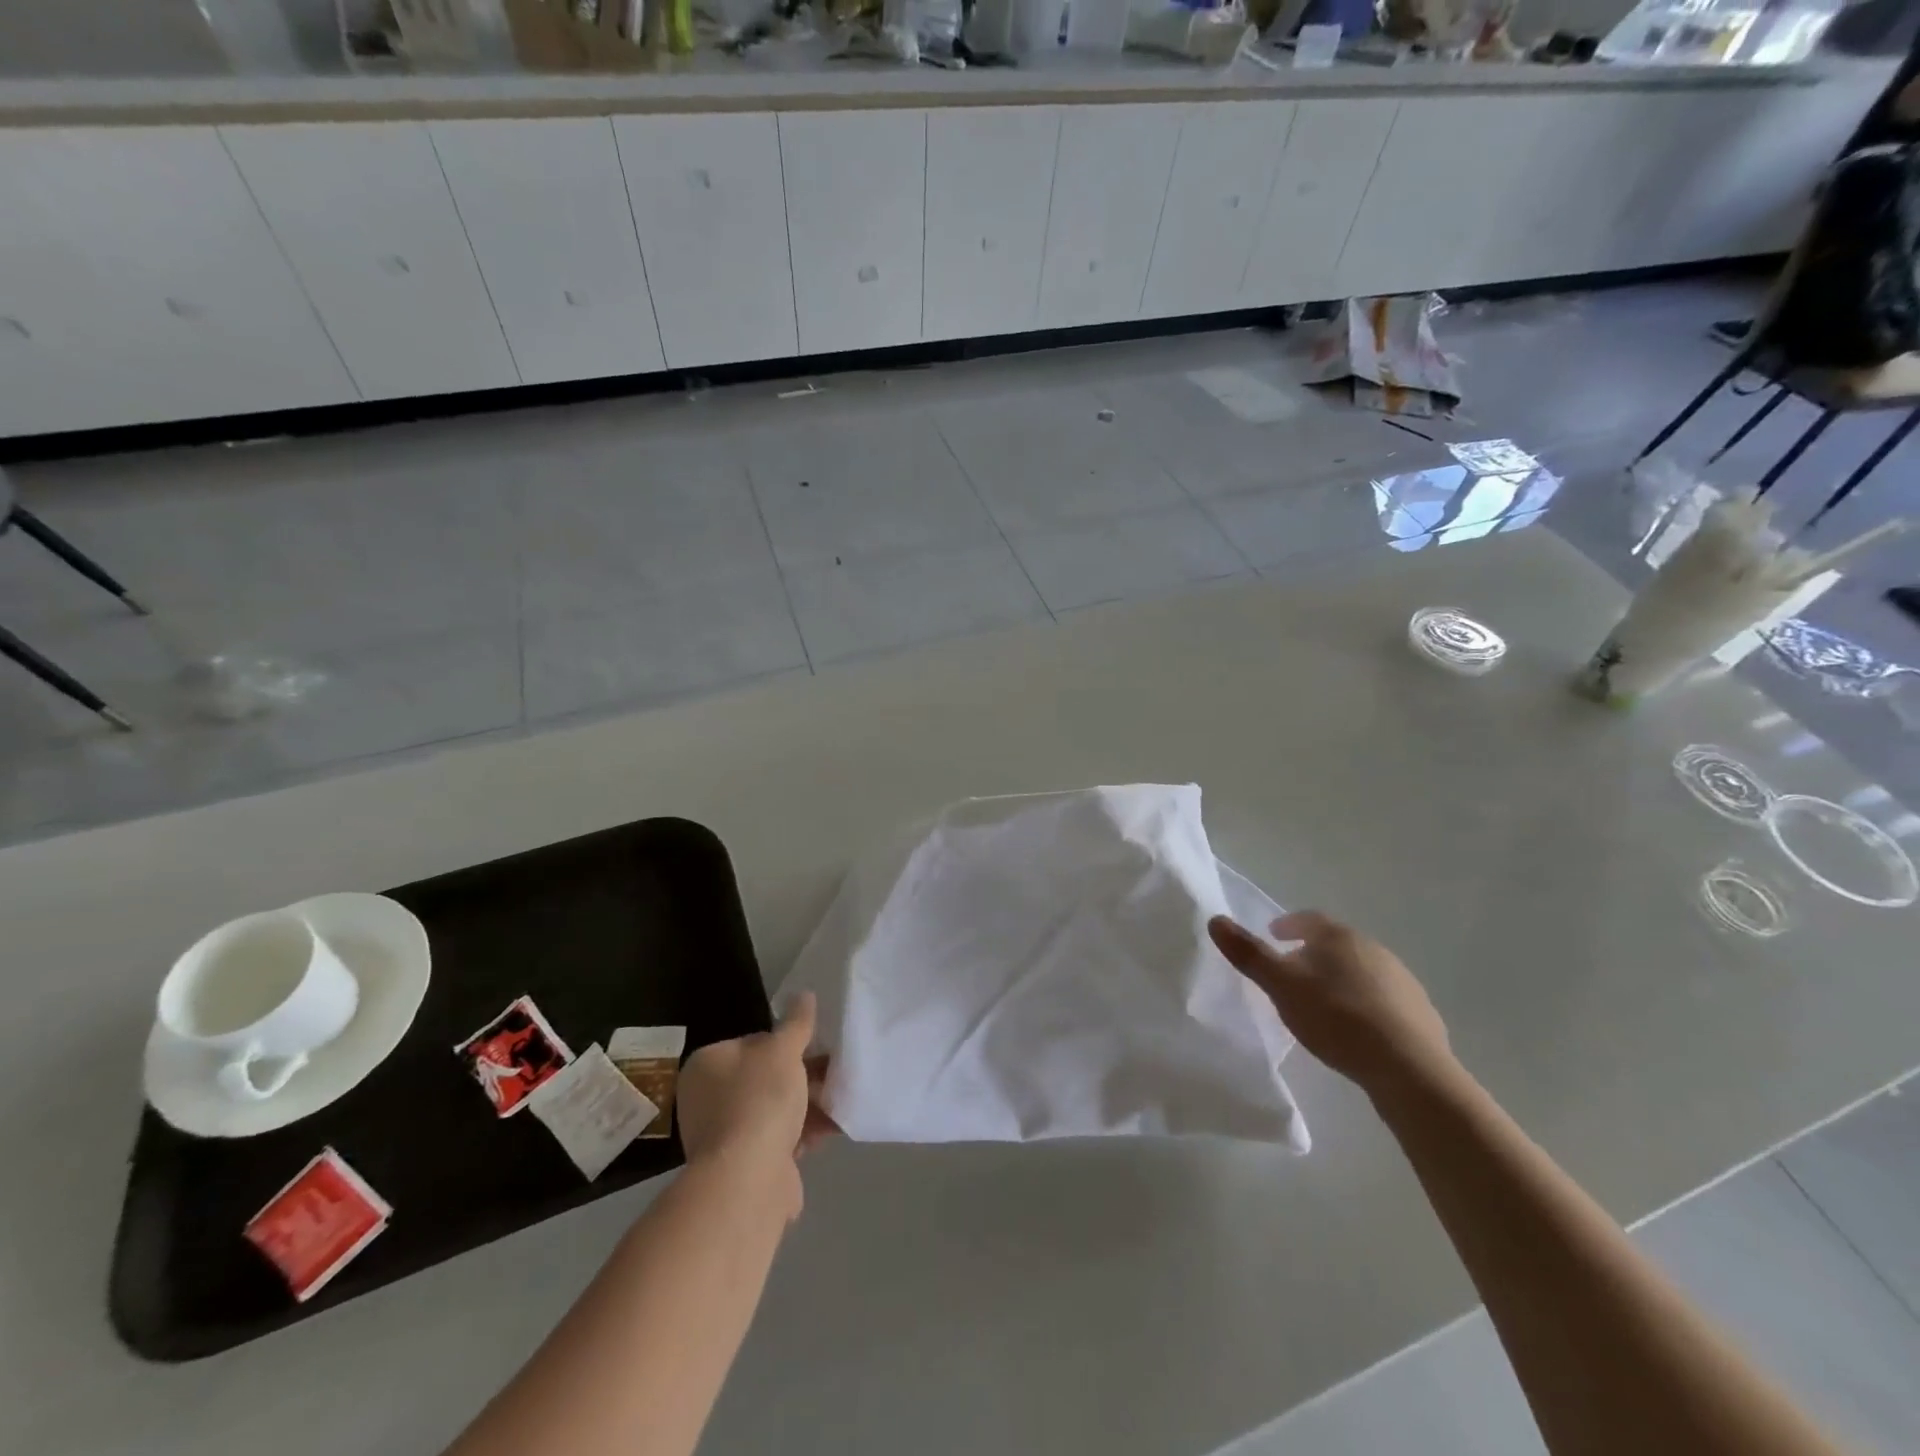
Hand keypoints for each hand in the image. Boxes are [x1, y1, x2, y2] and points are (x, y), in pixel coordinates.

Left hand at [676, 993, 838, 1214]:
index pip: (752, 1042)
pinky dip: (803, 1133)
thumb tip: (804, 994)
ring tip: (842, 1098)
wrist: (747, 1179)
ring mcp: (724, 1135)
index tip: (815, 1047)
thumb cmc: (760, 1099)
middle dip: (802, 1076)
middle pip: (765, 1077)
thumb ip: (796, 1023)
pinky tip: (833, 1127)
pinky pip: (779, 1139)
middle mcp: (708, 1099)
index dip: (786, 1043)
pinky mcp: (743, 1166)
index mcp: (708, 1065)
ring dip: (807, 1105)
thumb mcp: (784, 1050)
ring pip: (775, 1110)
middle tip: (835, 1071)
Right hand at [1208, 910, 1454, 1100]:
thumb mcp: (1281, 986)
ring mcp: (1402, 981)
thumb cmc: (1336, 1017)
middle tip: (1291, 972)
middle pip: (1336, 944)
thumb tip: (1215, 920)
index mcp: (1340, 937)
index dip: (1288, 925)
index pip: (1309, 919)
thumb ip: (1248, 954)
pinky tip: (1355, 1029)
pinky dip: (1364, 1005)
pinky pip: (1383, 1000)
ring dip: (1339, 979)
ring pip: (1361, 971)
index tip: (1273, 935)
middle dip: (1312, 953)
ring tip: (1321, 1003)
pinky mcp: (1421, 1014)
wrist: (1409, 1069)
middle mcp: (1374, 950)